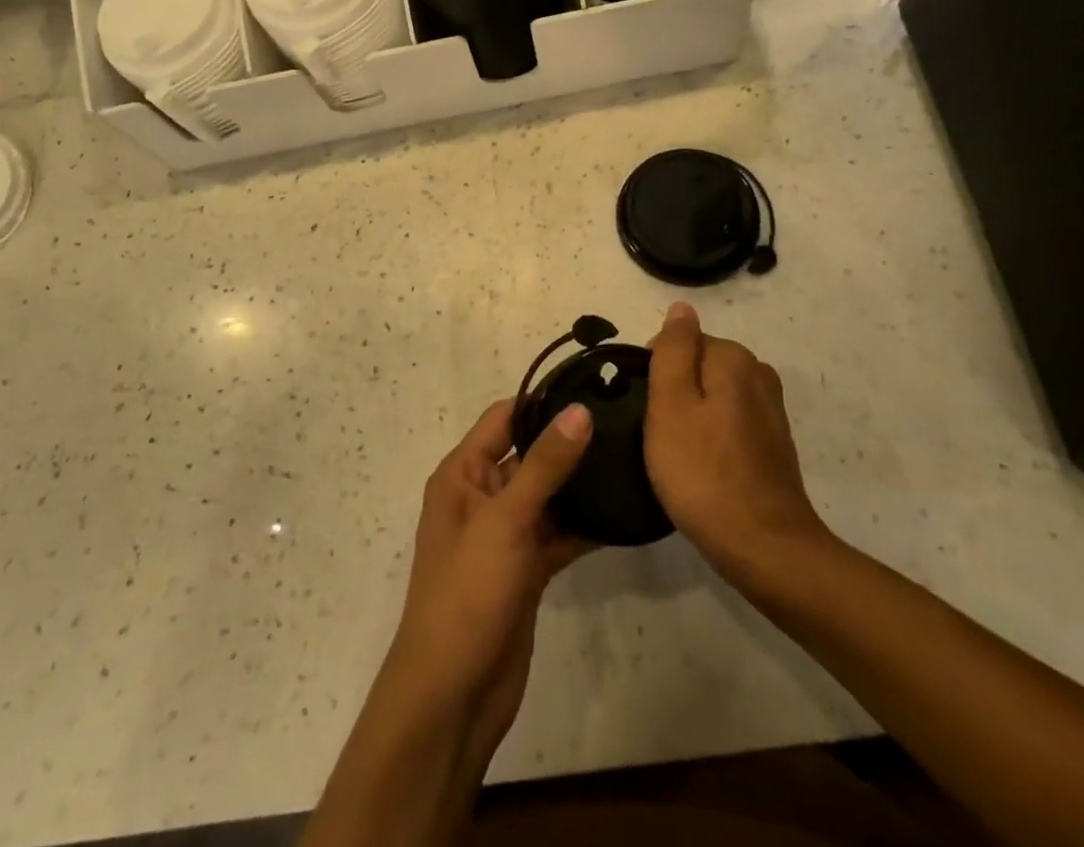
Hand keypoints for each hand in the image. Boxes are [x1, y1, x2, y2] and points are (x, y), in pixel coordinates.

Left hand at [385, 399, 593, 763]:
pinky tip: (621, 515)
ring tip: (631, 461)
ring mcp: (504, 535)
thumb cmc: (467, 592)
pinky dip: (583, 526)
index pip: (503, 418)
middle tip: (624, 423)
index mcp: (462, 474)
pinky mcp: (525, 569)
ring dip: (580, 485)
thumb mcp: (506, 520)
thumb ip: (545, 464)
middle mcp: (481, 496)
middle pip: (529, 454)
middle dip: (569, 442)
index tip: (591, 388)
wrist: (453, 696)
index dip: (542, 402)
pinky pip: (557, 534)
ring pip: (547, 495)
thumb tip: (579, 409)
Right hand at [644, 302, 831, 585]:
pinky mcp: (774, 443)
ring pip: (714, 394)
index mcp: (733, 358)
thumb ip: (674, 350)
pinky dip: (713, 435)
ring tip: (676, 452)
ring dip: (693, 414)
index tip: (646, 408)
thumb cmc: (703, 472)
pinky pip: (730, 421)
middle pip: (699, 366)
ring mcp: (770, 410)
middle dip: (675, 391)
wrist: (764, 547)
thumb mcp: (671, 403)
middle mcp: (758, 374)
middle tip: (657, 433)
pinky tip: (703, 465)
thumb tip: (681, 307)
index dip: (655, 371)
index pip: (681, 341)